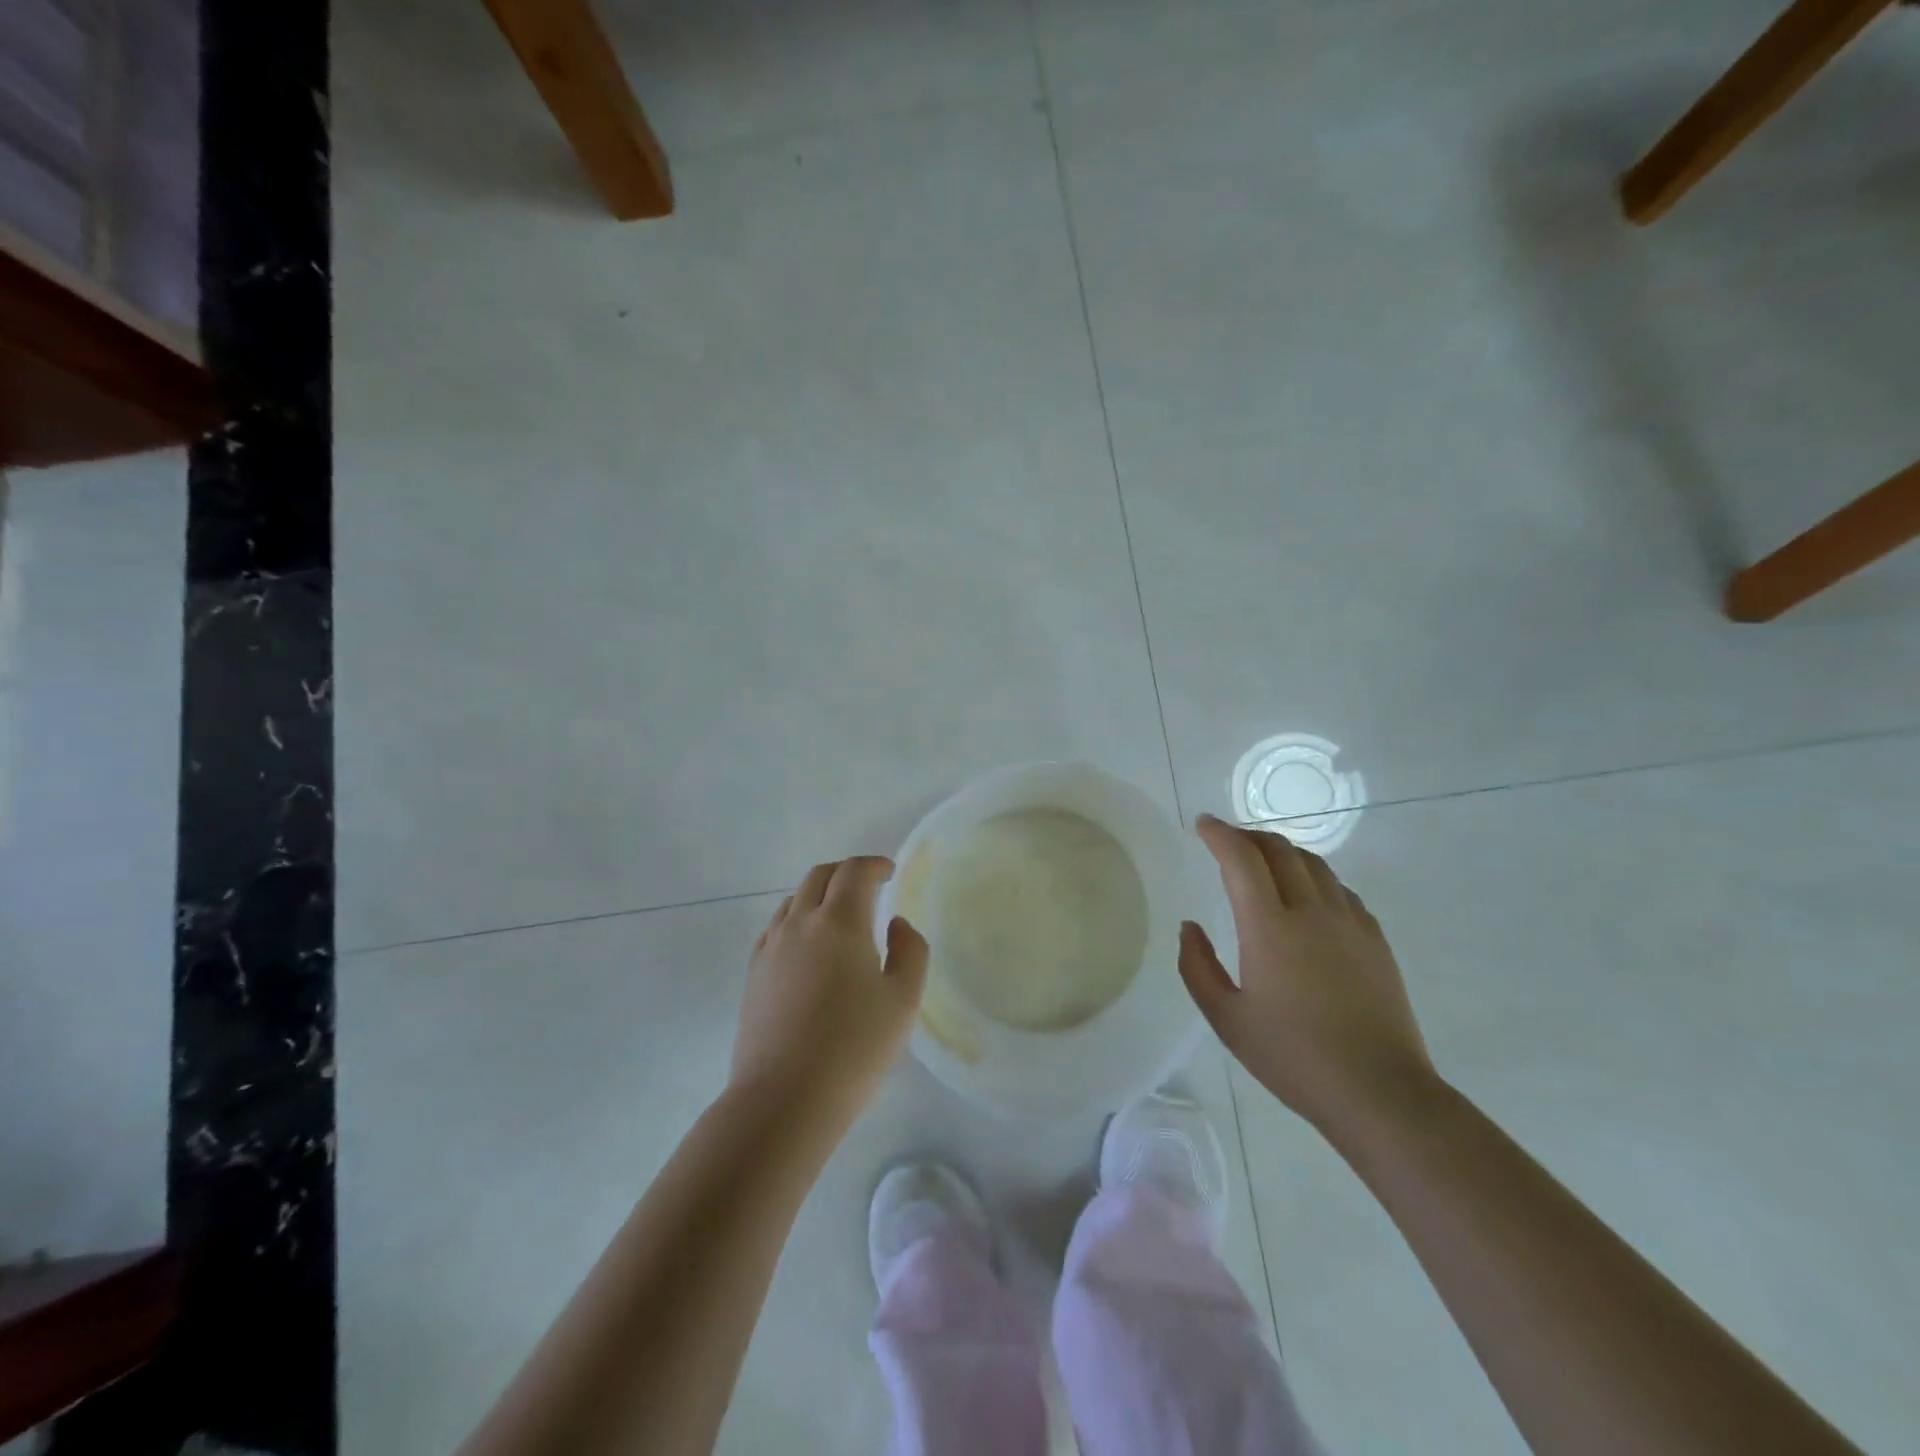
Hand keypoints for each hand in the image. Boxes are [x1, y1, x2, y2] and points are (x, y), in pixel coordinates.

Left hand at [732, 856, 927, 1130]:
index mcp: (840, 922)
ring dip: (819, 894)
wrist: (784, 1099)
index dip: (874, 865)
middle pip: (820, 876)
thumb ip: (910, 950)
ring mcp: (771, 948)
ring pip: (794, 900)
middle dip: (846, 872)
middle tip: (868, 886)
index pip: (854, 872)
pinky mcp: (753, 974)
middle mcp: (800, 923)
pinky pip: (776, 927)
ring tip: (839, 914)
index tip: (890, 872)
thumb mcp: (903, 1000)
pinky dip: (797, 919)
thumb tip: (895, 923)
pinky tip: (808, 945)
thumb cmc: (854, 1048)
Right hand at [1179, 814, 1436, 1131]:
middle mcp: (1312, 912)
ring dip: (1282, 851)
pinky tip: (1306, 896)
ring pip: (1314, 863)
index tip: (1202, 824)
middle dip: (1248, 836)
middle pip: (1280, 849)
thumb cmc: (1293, 1058)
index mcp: (1269, 928)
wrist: (1380, 1092)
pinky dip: (1313, 876)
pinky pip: (1339, 889)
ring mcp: (1350, 923)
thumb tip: (1190, 927)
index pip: (1242, 859)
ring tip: (1263, 861)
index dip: (1219, 834)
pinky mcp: (1375, 939)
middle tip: (1227, 841)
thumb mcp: (1226, 1019)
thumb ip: (1197, 966)